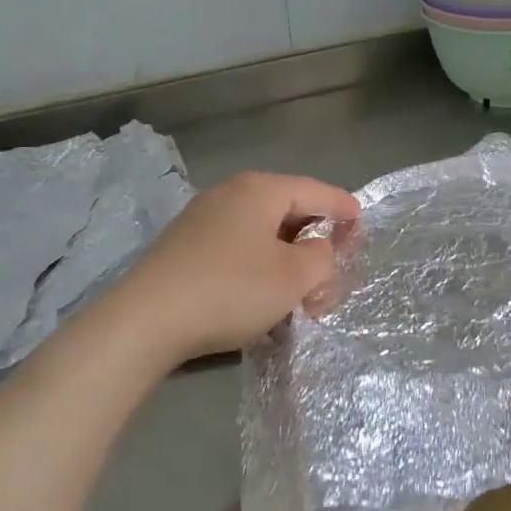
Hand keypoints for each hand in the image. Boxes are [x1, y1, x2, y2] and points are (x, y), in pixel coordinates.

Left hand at [113, 171, 360, 366]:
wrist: (146, 320)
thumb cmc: (231, 290)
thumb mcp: (294, 277)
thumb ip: (322, 257)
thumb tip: (318, 249)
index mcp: (261, 190)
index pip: (318, 192)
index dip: (346, 211)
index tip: (363, 229)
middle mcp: (230, 194)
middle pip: (290, 212)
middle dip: (316, 244)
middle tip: (330, 276)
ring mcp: (203, 219)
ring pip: (263, 234)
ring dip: (288, 261)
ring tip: (298, 295)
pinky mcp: (185, 247)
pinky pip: (238, 248)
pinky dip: (260, 267)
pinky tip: (261, 296)